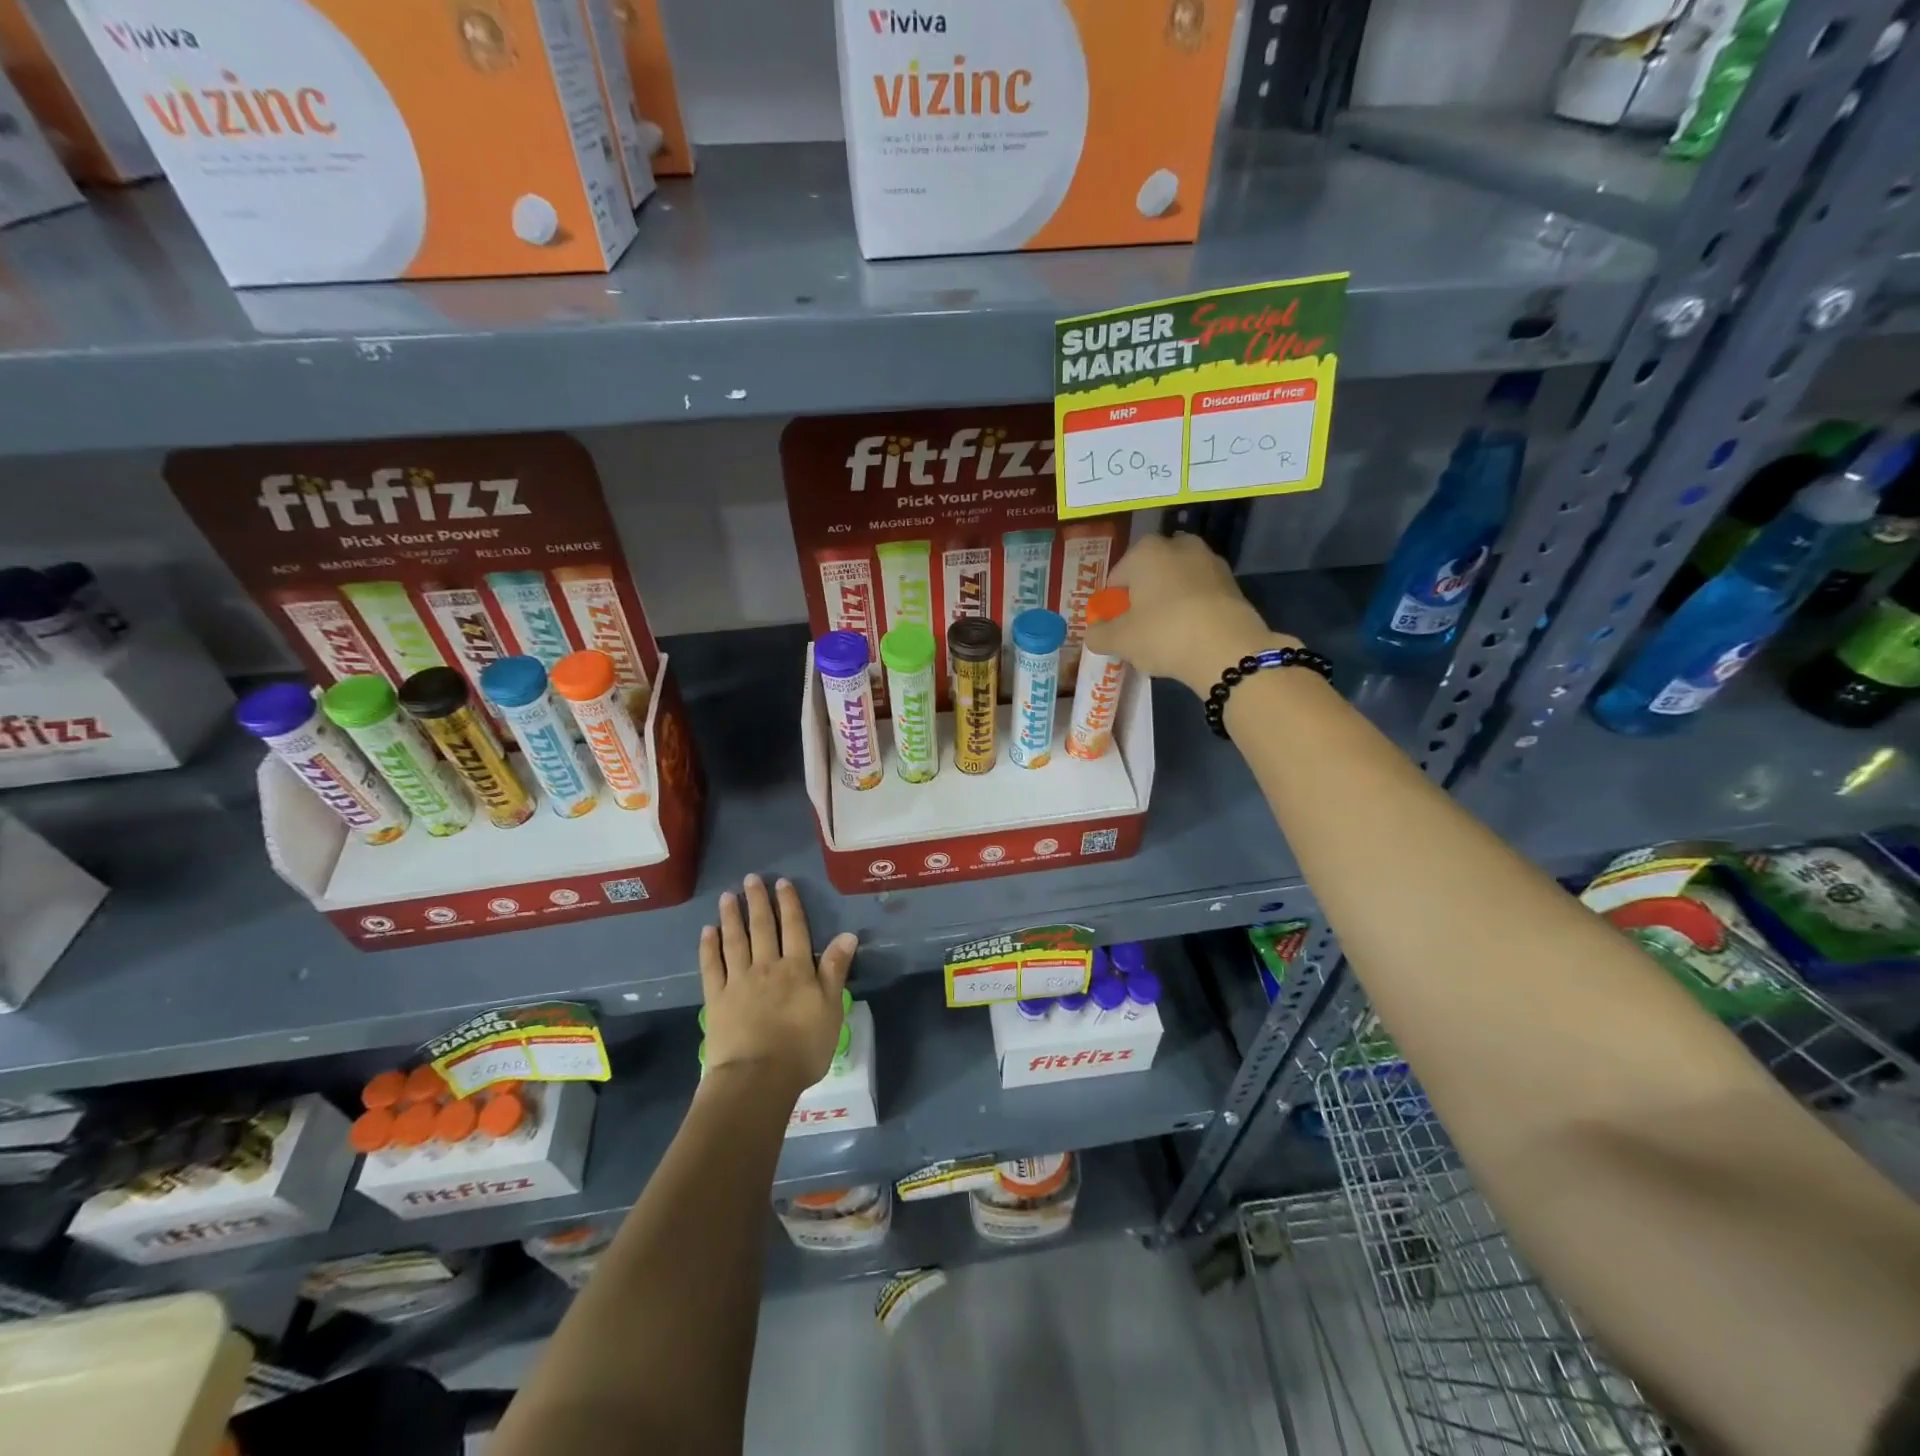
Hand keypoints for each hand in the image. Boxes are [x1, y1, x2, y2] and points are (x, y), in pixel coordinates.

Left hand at [698, 874, 856, 1097]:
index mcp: (796, 968)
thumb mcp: (831, 1008)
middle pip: (763, 928)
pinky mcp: (716, 999)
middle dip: (758, 901)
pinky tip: (708, 931)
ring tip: (728, 895)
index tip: (782, 883)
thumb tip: (847, 934)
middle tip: (751, 878)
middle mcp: (766, 966)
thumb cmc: (802, 1047)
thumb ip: (835, 970)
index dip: (789, 904)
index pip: (794, 928)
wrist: (757, 1078)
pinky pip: (711, 966)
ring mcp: (738, 981)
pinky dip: (709, 947)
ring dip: (732, 916)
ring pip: (735, 941)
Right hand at [1085, 533, 1294, 695]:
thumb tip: (1093, 633)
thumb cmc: (1163, 634)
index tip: (1117, 628)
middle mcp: (1178, 545)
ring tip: (1167, 636)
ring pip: (1177, 583)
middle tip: (1141, 630)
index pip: (1116, 578)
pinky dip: (1193, 609)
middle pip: (1149, 576)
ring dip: (1169, 602)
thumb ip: (1099, 634)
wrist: (1227, 648)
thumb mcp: (1120, 641)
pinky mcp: (1232, 582)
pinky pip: (1200, 595)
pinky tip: (1191, 635)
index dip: (1113, 605)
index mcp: (1145, 551)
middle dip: (1143, 598)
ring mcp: (1209, 561)